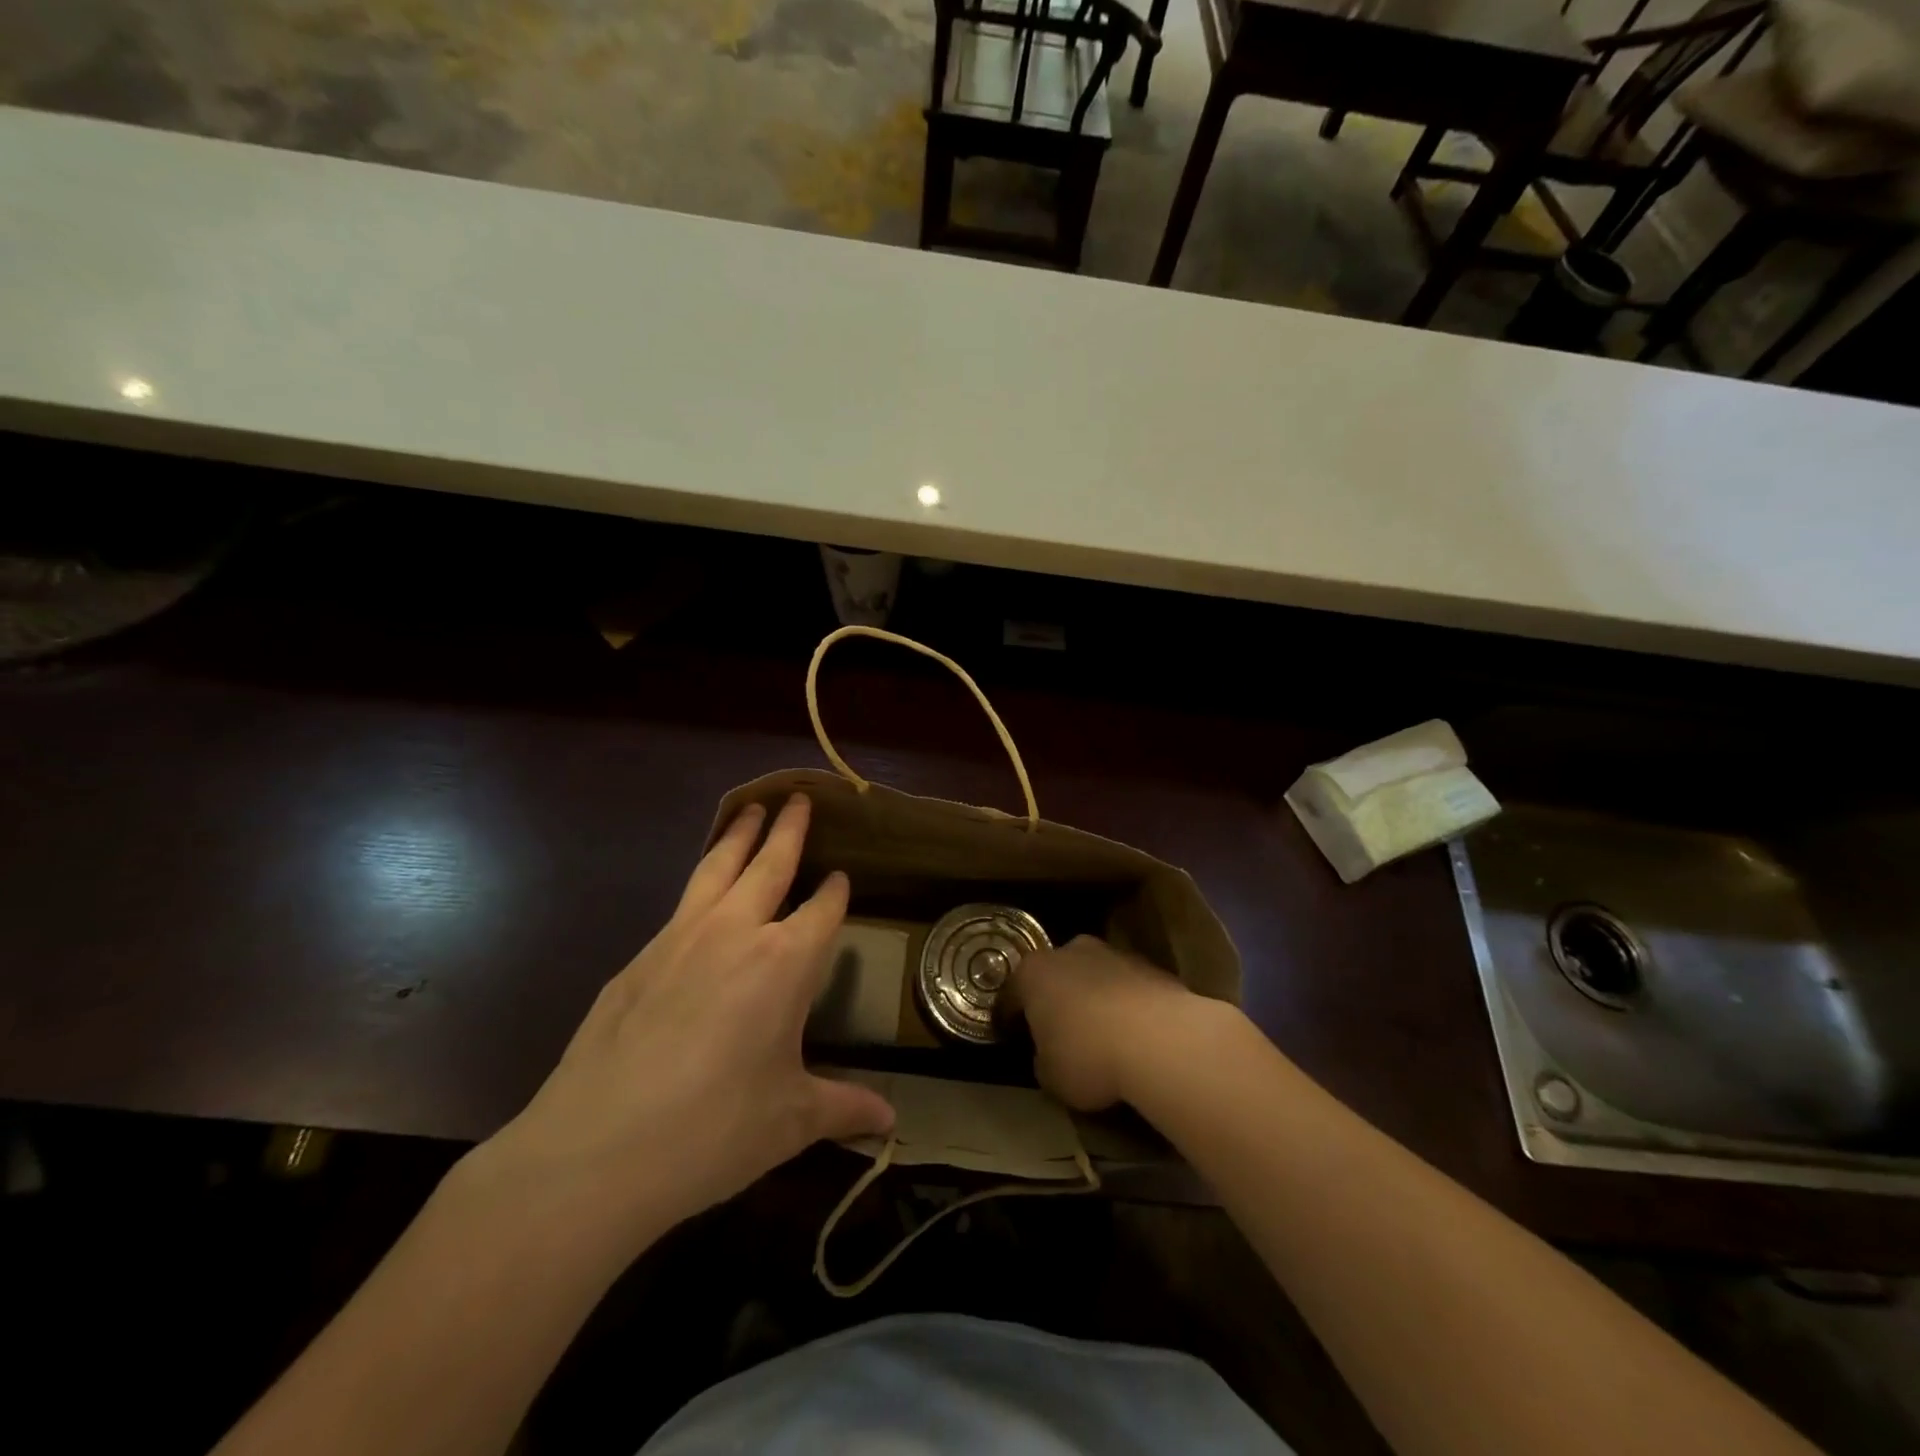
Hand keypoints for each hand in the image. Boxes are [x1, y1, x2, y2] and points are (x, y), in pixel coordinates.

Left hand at [469, 795, 894, 1255]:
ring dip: (739, 835)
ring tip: (751, 810)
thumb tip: (892, 1123)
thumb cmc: (714, 1129)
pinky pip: (681, 902)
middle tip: (799, 799)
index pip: (822, 909)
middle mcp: (736, 932)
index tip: (842, 877)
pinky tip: (701, 892)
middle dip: (789, 830)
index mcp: (785, 962)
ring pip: (717, 866)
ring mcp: (680, 937)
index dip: (835, 892)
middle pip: (770, 863)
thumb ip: (843, 1108)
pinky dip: (700, 879)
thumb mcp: (790, 1121)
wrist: (596, 1150)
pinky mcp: (638, 957)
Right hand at [1005, 935, 1208, 1111]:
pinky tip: (1133, 1034)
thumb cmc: (1089, 1056)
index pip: (1010, 995)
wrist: (1162, 1040)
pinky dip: (1125, 1004)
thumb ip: (1042, 1060)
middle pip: (1054, 975)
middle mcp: (1070, 951)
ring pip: (1093, 976)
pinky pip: (1126, 987)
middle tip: (1057, 1032)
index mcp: (1034, 972)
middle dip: (1054, 999)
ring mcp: (1113, 954)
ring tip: (1101, 1034)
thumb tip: (1048, 1055)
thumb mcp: (1051, 1076)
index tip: (1010, 1037)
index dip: (1008, 1019)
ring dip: (1092, 998)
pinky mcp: (1150, 966)